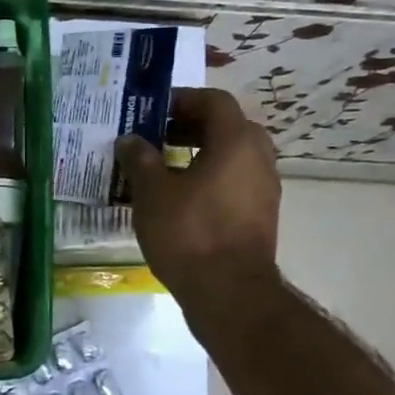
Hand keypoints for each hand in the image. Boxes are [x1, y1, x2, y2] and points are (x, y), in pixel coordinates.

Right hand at [116, 87, 281, 293]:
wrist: (229, 294)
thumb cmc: (189, 233)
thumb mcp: (152, 193)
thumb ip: (140, 159)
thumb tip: (130, 140)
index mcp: (235, 142)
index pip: (214, 101)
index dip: (182, 99)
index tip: (153, 111)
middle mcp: (258, 159)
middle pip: (227, 127)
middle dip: (190, 127)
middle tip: (157, 137)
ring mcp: (264, 189)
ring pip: (232, 157)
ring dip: (200, 154)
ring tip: (162, 169)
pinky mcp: (260, 216)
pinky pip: (235, 182)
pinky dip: (210, 179)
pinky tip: (179, 199)